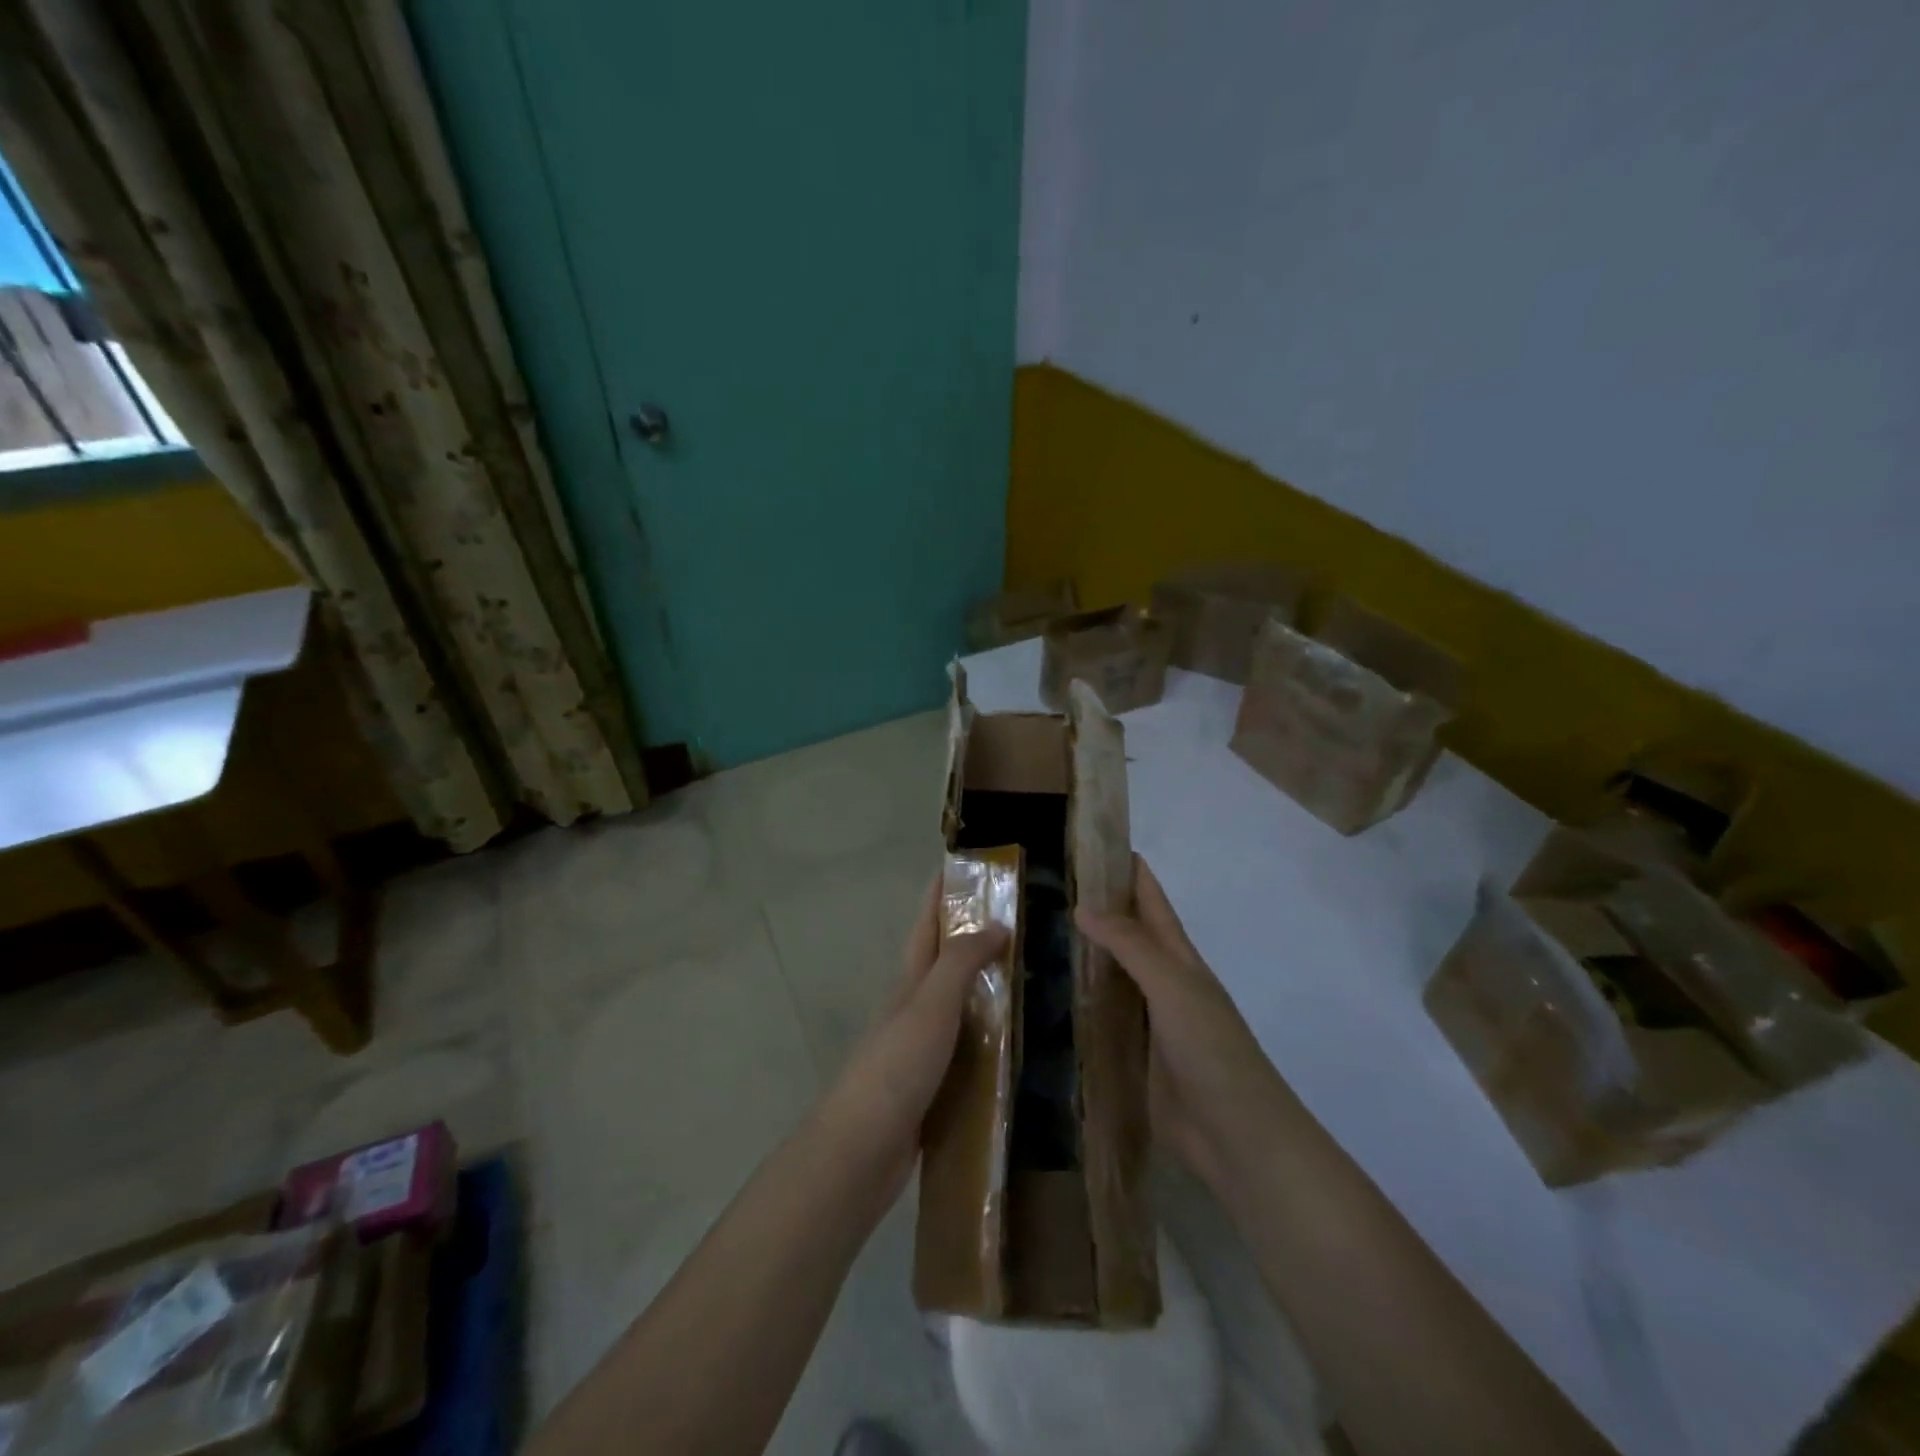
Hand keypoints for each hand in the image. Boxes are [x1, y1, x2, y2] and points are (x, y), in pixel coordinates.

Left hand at [823, 876, 1008, 1197]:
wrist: (861, 1150)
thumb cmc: (895, 1067)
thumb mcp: (930, 1005)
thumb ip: (961, 963)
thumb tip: (997, 924)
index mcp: (910, 982)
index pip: (927, 924)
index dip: (941, 894)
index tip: (964, 866)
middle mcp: (913, 1008)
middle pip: (943, 962)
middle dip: (972, 936)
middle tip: (1019, 921)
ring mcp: (921, 1048)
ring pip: (959, 1006)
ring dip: (987, 988)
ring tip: (1031, 978)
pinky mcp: (933, 1086)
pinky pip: (968, 1050)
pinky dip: (990, 1038)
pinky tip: (1019, 1047)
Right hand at [1075, 855, 1281, 1186]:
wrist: (1238, 1137)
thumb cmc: (1212, 1051)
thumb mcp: (1173, 988)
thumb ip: (1130, 946)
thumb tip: (1083, 905)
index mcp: (1179, 960)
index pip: (1151, 903)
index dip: (1129, 871)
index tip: (1093, 842)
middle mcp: (1163, 984)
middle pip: (1129, 936)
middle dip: (1098, 909)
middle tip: (1048, 886)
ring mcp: (1149, 1023)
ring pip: (1112, 977)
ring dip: (1084, 955)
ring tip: (1038, 933)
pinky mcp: (1134, 1058)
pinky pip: (1103, 1019)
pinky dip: (1080, 1003)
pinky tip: (1051, 997)